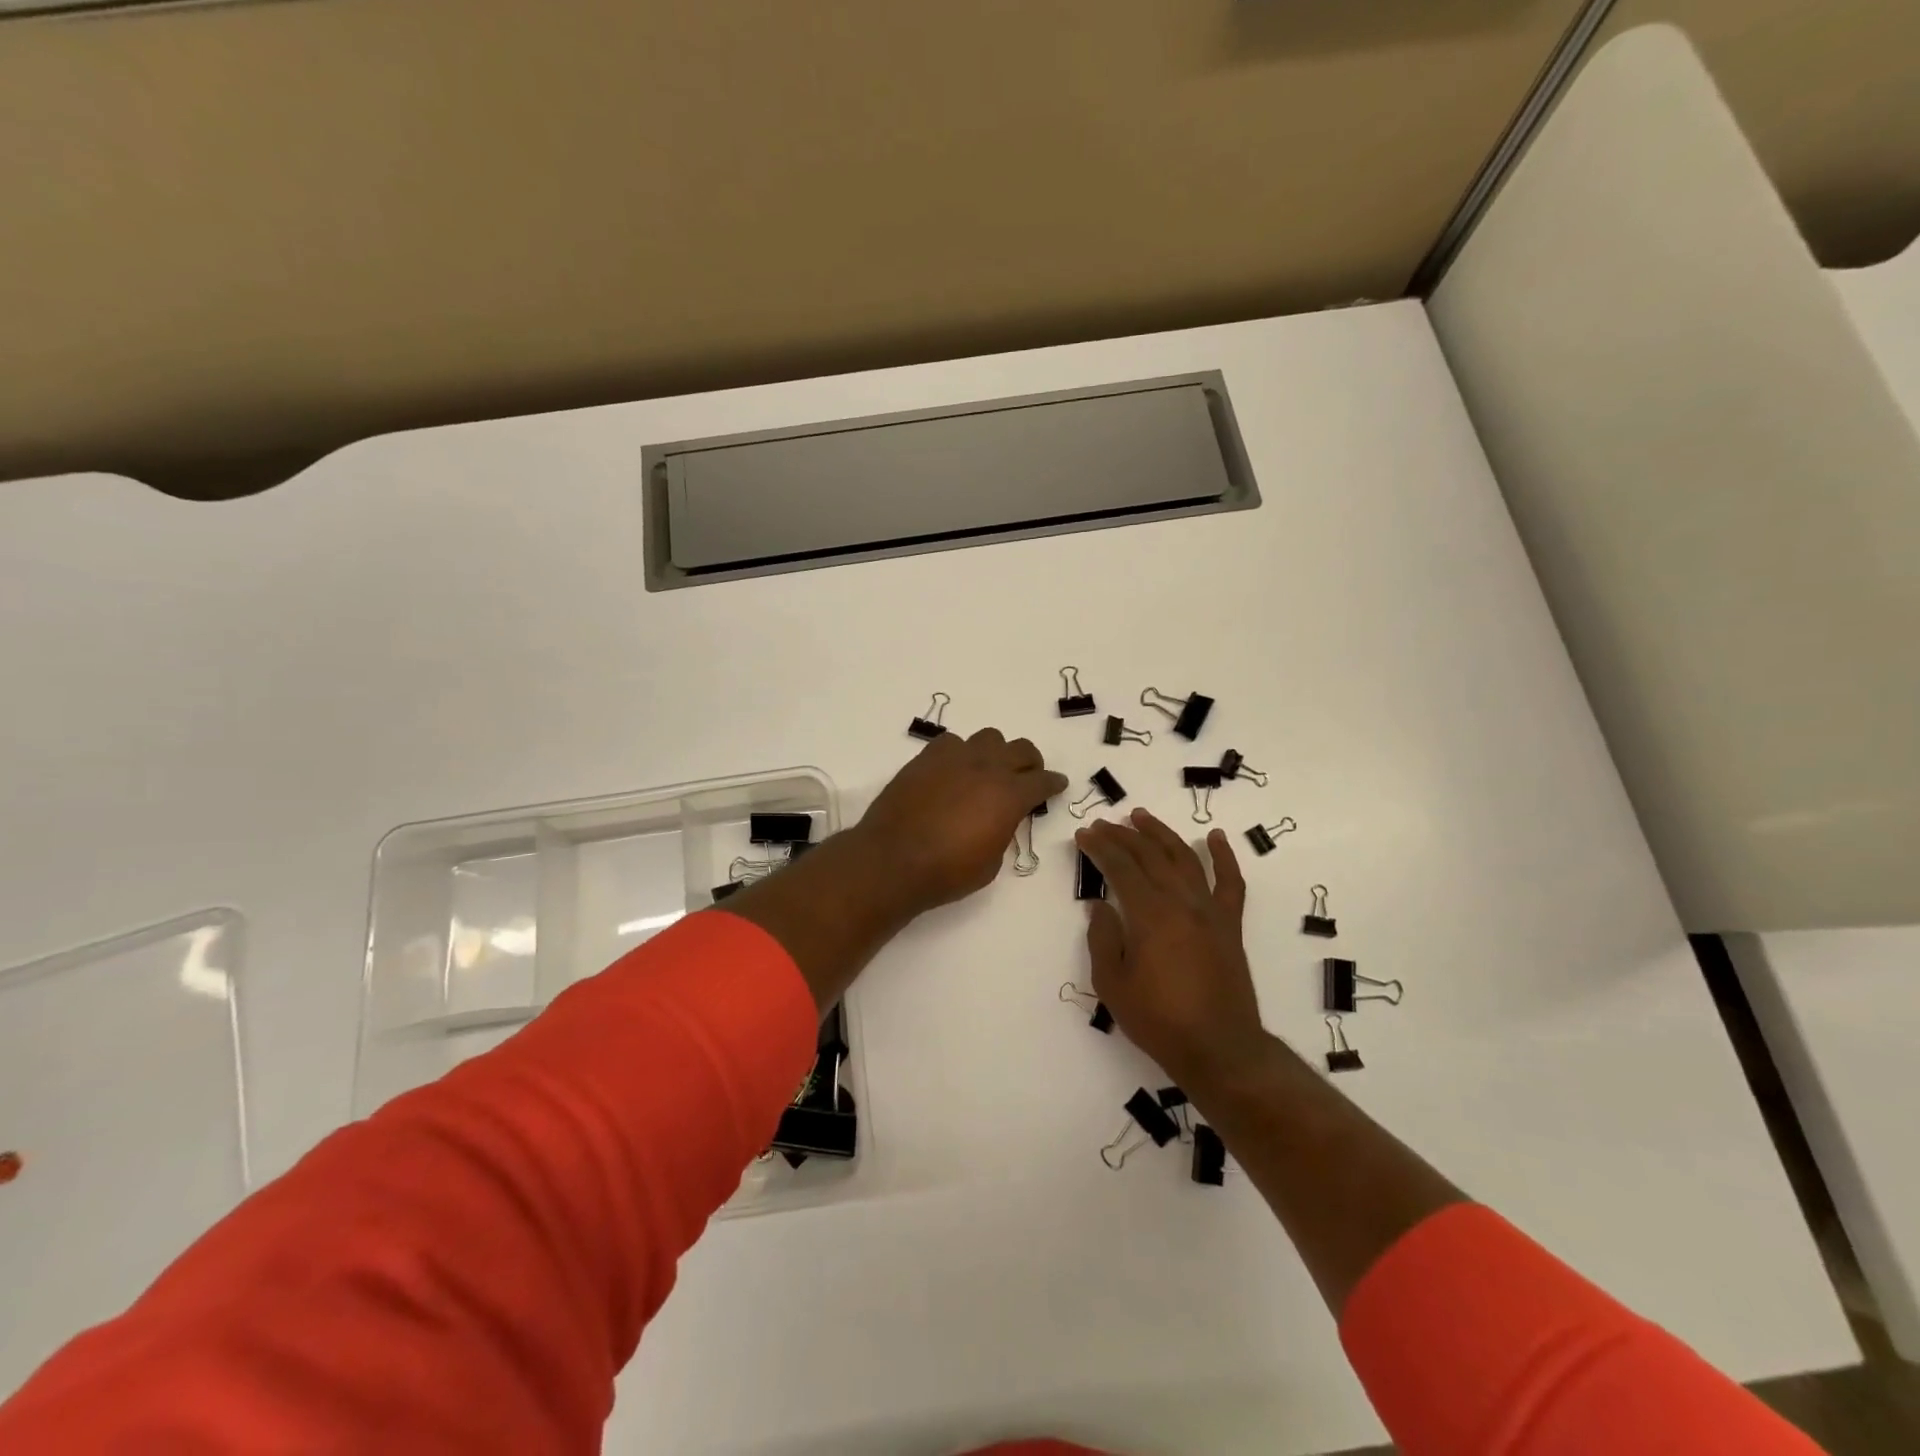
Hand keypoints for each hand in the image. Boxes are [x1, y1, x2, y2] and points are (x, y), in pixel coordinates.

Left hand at [854, 728, 1068, 917]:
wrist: (892, 860)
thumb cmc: (946, 872)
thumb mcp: (991, 862)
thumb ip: (1002, 831)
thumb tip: (998, 819)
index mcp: (1009, 795)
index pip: (1043, 780)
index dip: (1053, 783)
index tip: (1057, 785)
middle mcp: (987, 768)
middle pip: (1021, 749)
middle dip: (1029, 762)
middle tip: (1026, 777)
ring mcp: (955, 758)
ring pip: (988, 738)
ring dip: (995, 753)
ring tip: (987, 771)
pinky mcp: (926, 758)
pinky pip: (952, 743)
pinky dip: (960, 753)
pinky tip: (953, 771)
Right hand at [1075, 808, 1268, 1089]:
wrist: (1218, 1049)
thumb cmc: (1158, 1020)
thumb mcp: (1112, 984)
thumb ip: (1103, 938)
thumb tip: (1100, 905)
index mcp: (1150, 915)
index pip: (1120, 867)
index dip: (1100, 848)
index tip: (1084, 834)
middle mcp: (1181, 902)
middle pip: (1150, 856)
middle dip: (1123, 836)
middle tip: (1103, 824)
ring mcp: (1210, 911)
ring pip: (1185, 858)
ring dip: (1162, 834)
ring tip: (1142, 817)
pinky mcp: (1230, 924)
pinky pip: (1230, 882)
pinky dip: (1224, 857)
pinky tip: (1215, 837)